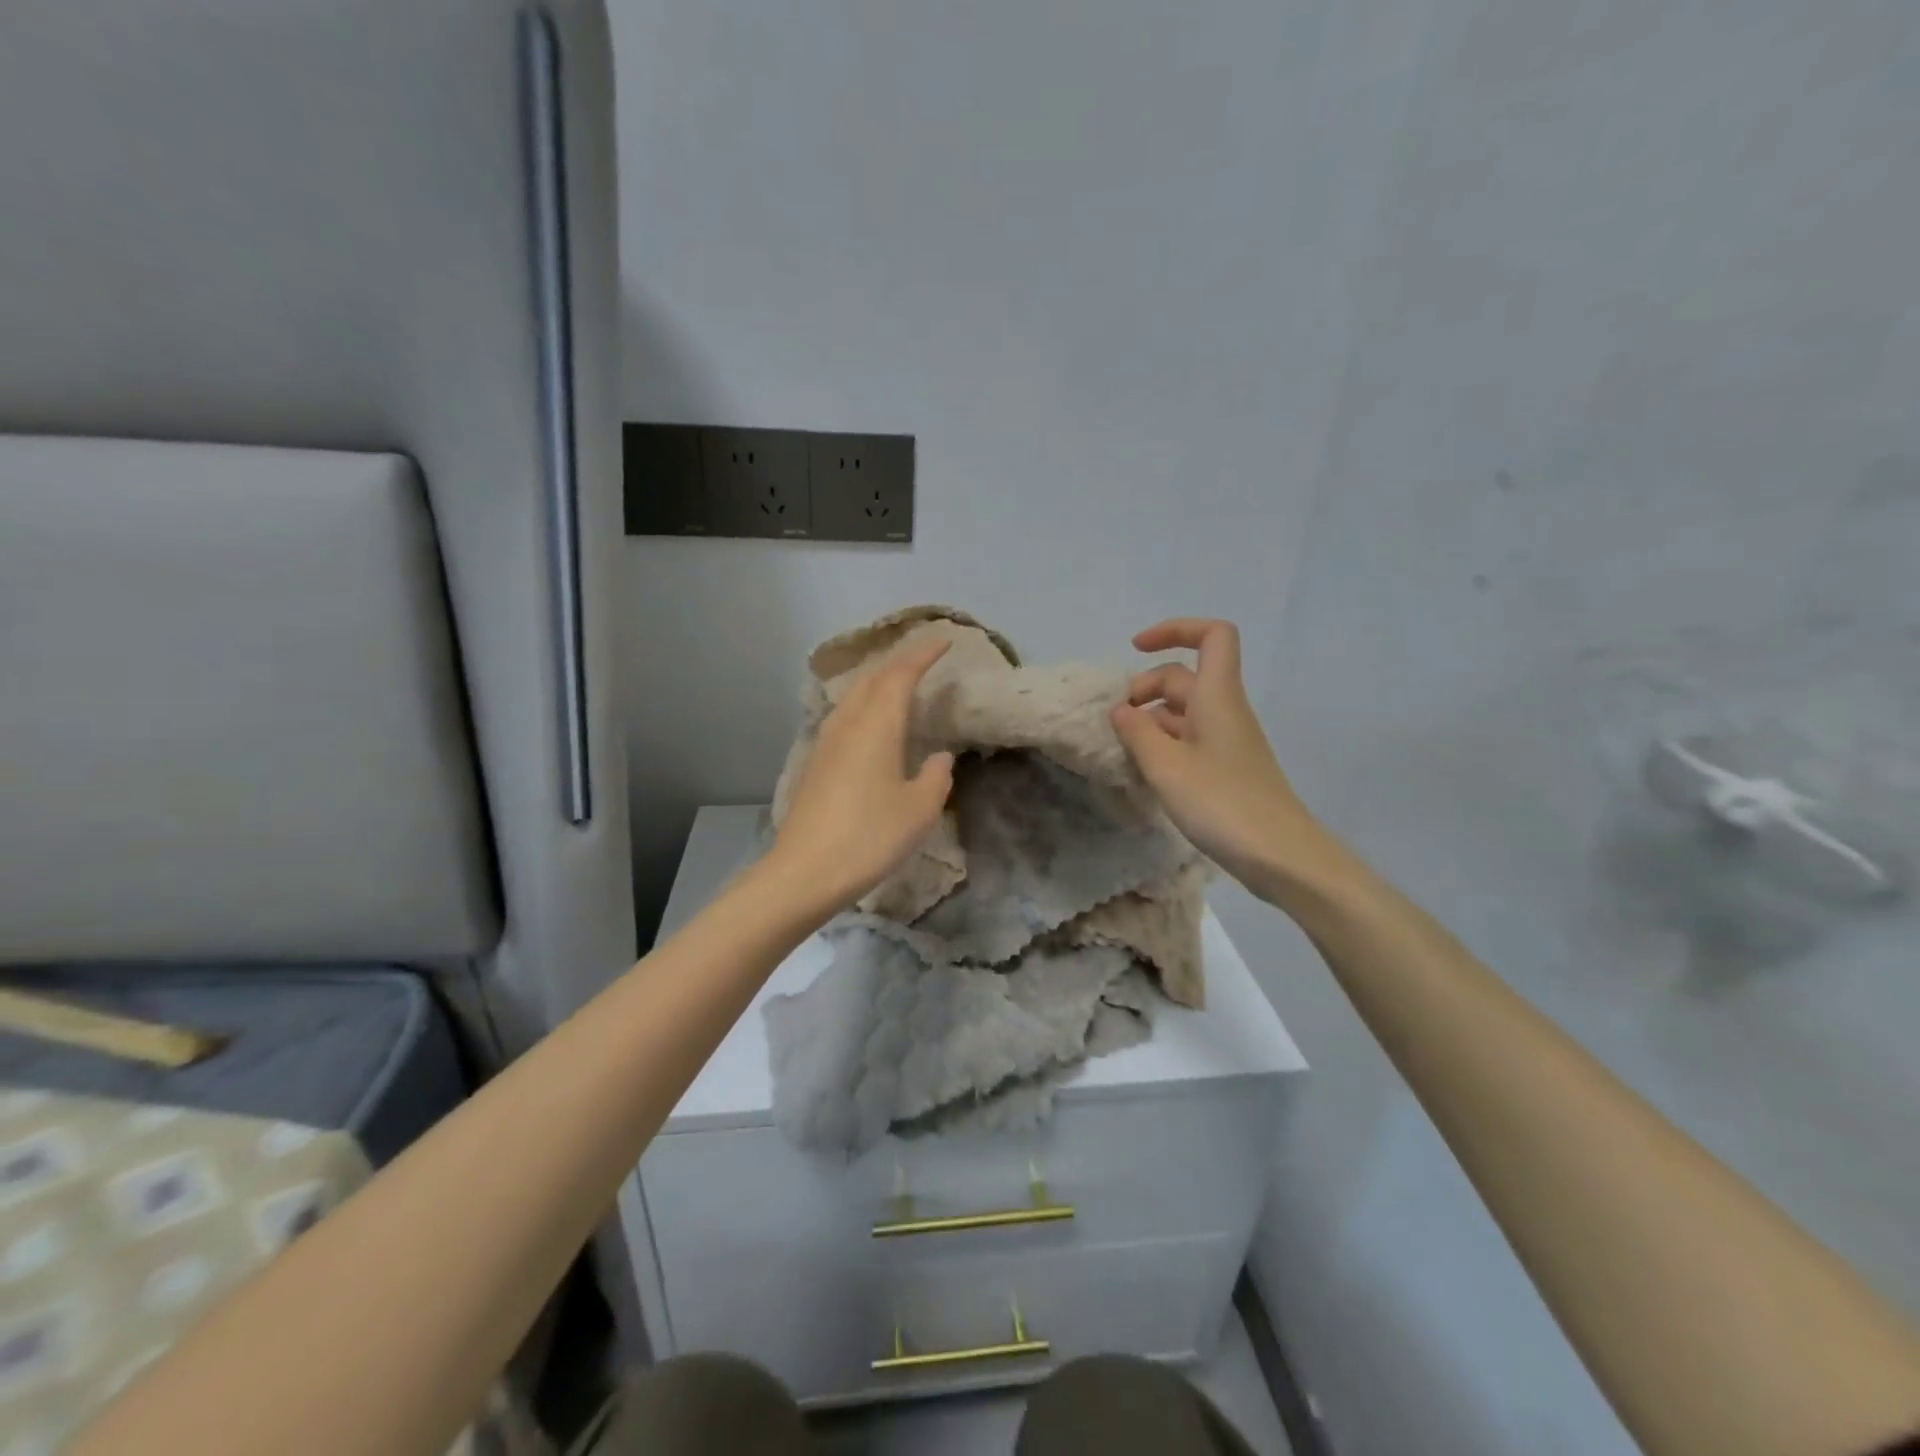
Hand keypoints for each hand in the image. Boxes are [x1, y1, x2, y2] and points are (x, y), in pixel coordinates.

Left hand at [771, 637, 956, 911]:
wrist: (805, 872)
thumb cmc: (870, 837)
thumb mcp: (919, 810)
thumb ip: (935, 777)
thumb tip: (939, 758)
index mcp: (877, 725)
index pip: (901, 675)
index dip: (923, 654)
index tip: (944, 640)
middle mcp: (848, 724)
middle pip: (871, 677)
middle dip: (898, 662)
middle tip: (923, 658)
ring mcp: (825, 742)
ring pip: (853, 696)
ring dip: (877, 681)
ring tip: (898, 684)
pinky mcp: (814, 763)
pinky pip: (843, 717)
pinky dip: (863, 705)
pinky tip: (870, 724)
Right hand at [1111, 619, 1331, 897]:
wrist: (1281, 856)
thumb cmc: (1222, 804)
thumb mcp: (1166, 767)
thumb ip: (1137, 733)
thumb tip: (1121, 709)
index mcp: (1217, 697)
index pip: (1211, 635)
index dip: (1175, 630)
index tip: (1136, 649)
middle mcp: (1225, 710)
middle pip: (1184, 677)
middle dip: (1145, 688)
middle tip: (1115, 721)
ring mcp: (1228, 741)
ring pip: (1183, 712)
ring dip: (1150, 720)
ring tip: (1122, 750)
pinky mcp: (1227, 768)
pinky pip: (1189, 740)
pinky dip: (1163, 744)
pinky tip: (1144, 771)